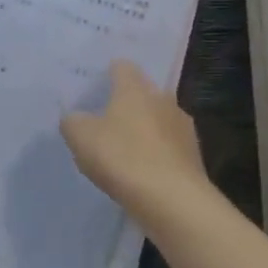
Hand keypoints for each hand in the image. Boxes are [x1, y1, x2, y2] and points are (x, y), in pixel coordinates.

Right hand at [61, 60, 214, 227]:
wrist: (173, 201)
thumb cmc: (122, 156)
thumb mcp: (79, 136)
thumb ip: (73, 121)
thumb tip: (77, 119)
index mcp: (135, 89)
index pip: (123, 66)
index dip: (108, 73)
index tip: (95, 86)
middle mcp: (163, 100)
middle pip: (142, 93)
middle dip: (126, 104)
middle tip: (104, 120)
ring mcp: (183, 129)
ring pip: (157, 120)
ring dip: (143, 130)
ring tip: (122, 150)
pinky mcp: (194, 157)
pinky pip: (168, 147)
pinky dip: (155, 154)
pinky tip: (140, 172)